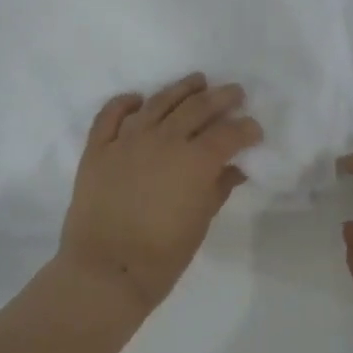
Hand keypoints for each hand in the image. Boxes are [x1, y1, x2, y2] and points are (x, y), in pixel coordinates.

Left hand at [56, 73, 261, 317]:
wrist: (105, 271)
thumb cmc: (162, 256)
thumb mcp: (200, 223)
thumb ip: (218, 188)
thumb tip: (234, 169)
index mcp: (194, 161)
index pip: (228, 133)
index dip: (246, 128)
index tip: (254, 130)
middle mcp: (163, 140)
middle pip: (197, 108)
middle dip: (221, 98)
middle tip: (234, 93)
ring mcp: (127, 141)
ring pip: (158, 102)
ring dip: (181, 89)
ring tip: (196, 81)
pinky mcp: (98, 148)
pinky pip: (111, 115)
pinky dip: (125, 103)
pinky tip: (137, 99)